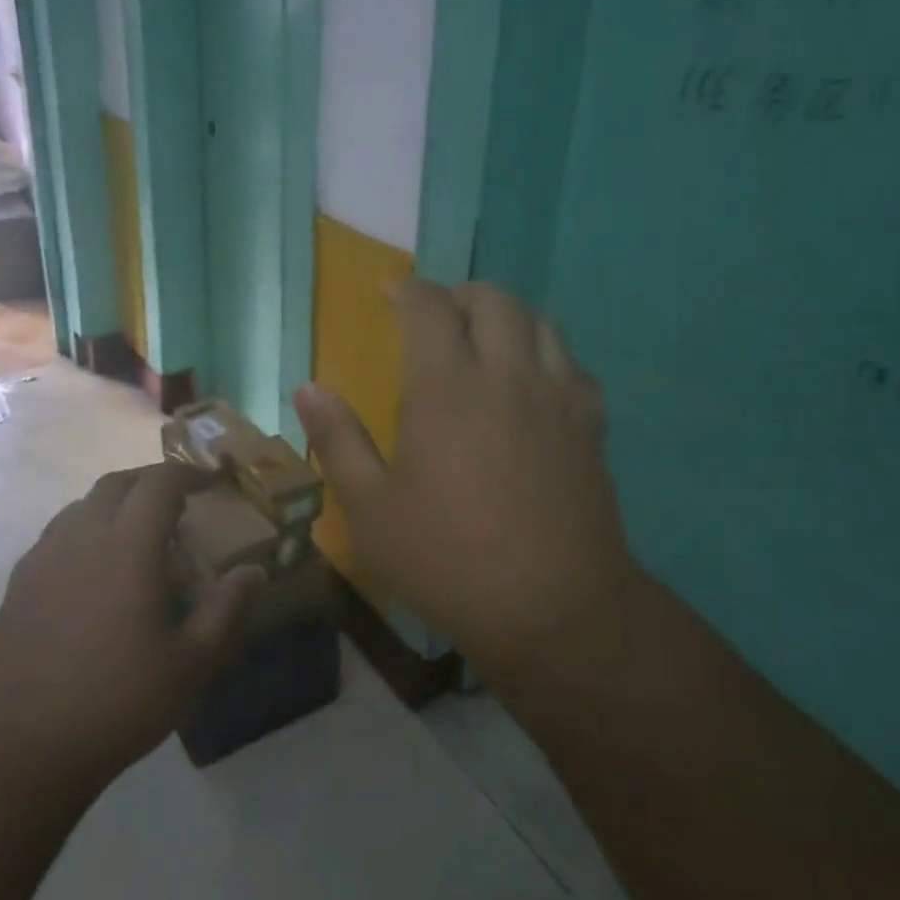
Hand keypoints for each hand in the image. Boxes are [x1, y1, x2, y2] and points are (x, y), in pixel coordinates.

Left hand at [0, 463, 261, 793]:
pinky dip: (85, 528)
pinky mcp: (19, 581)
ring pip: (83, 503)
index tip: (210, 480)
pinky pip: (58, 532)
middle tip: (177, 502)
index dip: (188, 472)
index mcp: (128, 546)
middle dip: (151, 481)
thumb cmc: (118, 701)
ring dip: (116, 502)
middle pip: (117, 482)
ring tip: (137, 532)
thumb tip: (253, 571)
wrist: (22, 745)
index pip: (160, 482)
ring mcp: (45, 556)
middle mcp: (83, 536)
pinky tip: (94, 567)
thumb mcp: (192, 664)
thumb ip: (226, 610)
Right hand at [294, 280, 629, 686]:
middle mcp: (506, 375)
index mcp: (446, 387)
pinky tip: (531, 385)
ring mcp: (557, 397)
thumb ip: (338, 440)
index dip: (405, 289)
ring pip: (540, 322)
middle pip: (492, 299)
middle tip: (434, 317)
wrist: (555, 611)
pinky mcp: (591, 425)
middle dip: (458, 294)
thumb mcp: (371, 509)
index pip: (428, 306)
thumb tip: (308, 388)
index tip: (388, 291)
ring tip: (482, 341)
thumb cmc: (448, 560)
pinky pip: (572, 365)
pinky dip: (545, 354)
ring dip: (506, 316)